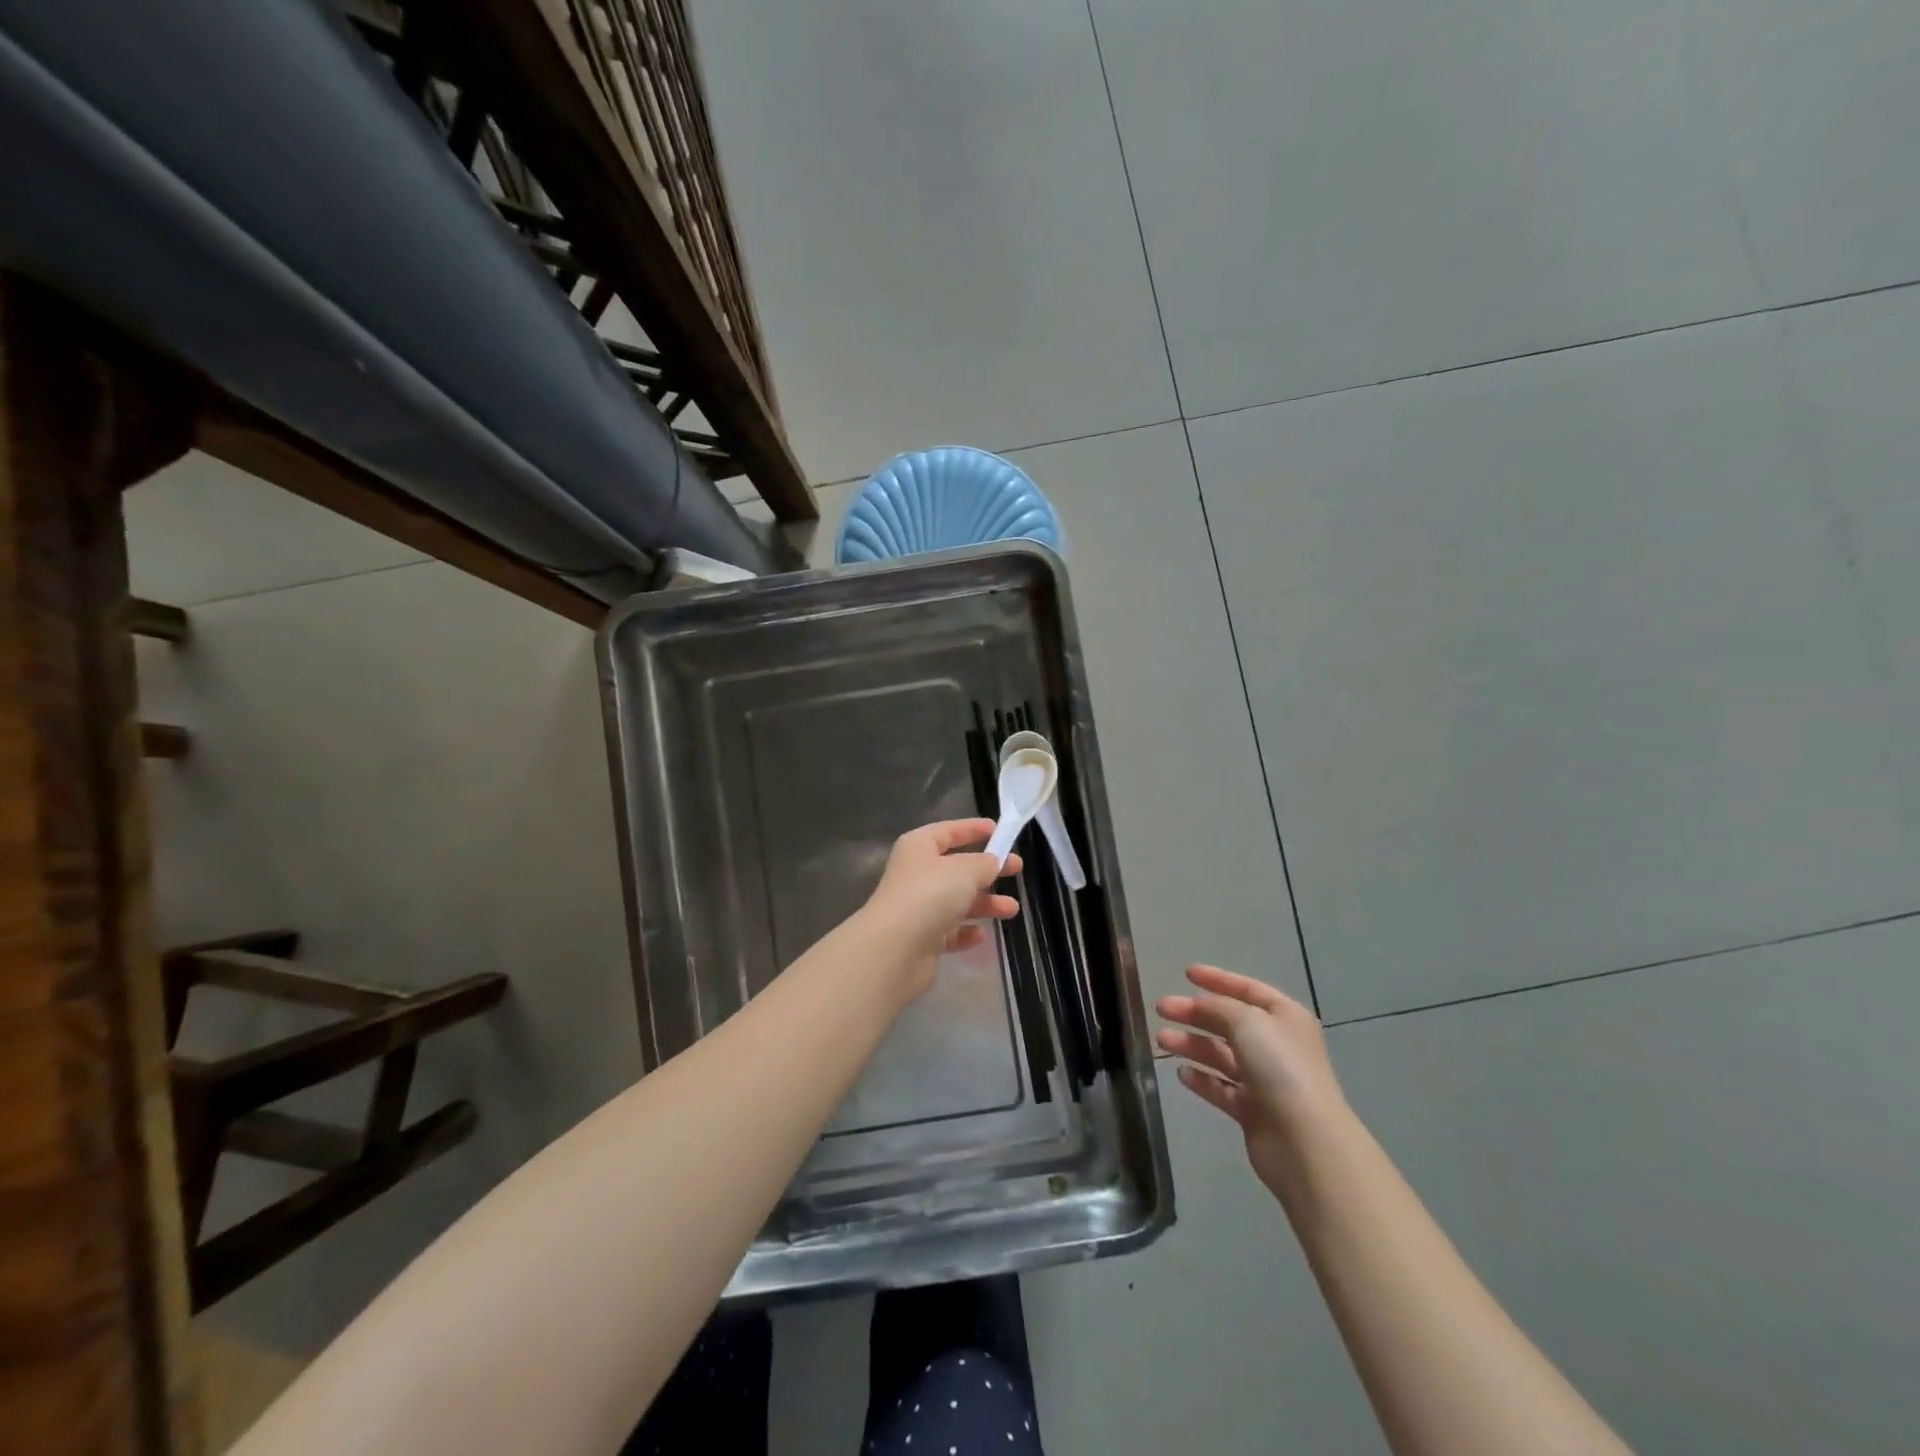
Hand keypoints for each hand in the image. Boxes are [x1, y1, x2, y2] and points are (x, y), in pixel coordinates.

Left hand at [859, 819, 1019, 998]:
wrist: (894, 949)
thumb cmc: (929, 895)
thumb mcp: (964, 870)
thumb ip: (984, 864)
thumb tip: (992, 862)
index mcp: (919, 847)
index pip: (948, 831)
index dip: (972, 829)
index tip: (998, 831)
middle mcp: (916, 875)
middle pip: (957, 868)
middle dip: (987, 871)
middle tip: (1017, 871)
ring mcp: (917, 908)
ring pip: (956, 901)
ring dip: (984, 904)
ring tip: (1011, 910)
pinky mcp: (921, 939)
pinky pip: (949, 931)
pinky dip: (965, 932)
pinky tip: (980, 936)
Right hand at [1156, 965, 1347, 1198]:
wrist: (1305, 1141)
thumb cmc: (1280, 1068)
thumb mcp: (1247, 1021)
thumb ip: (1218, 1007)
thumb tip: (1198, 1004)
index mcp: (1284, 1017)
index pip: (1247, 989)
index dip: (1217, 979)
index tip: (1186, 973)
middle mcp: (1276, 1045)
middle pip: (1228, 1022)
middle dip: (1194, 1013)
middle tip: (1161, 1008)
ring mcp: (1265, 1079)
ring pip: (1220, 1055)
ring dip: (1191, 1045)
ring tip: (1161, 1039)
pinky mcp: (1253, 1111)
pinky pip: (1221, 1088)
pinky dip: (1202, 1079)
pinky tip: (1181, 1074)